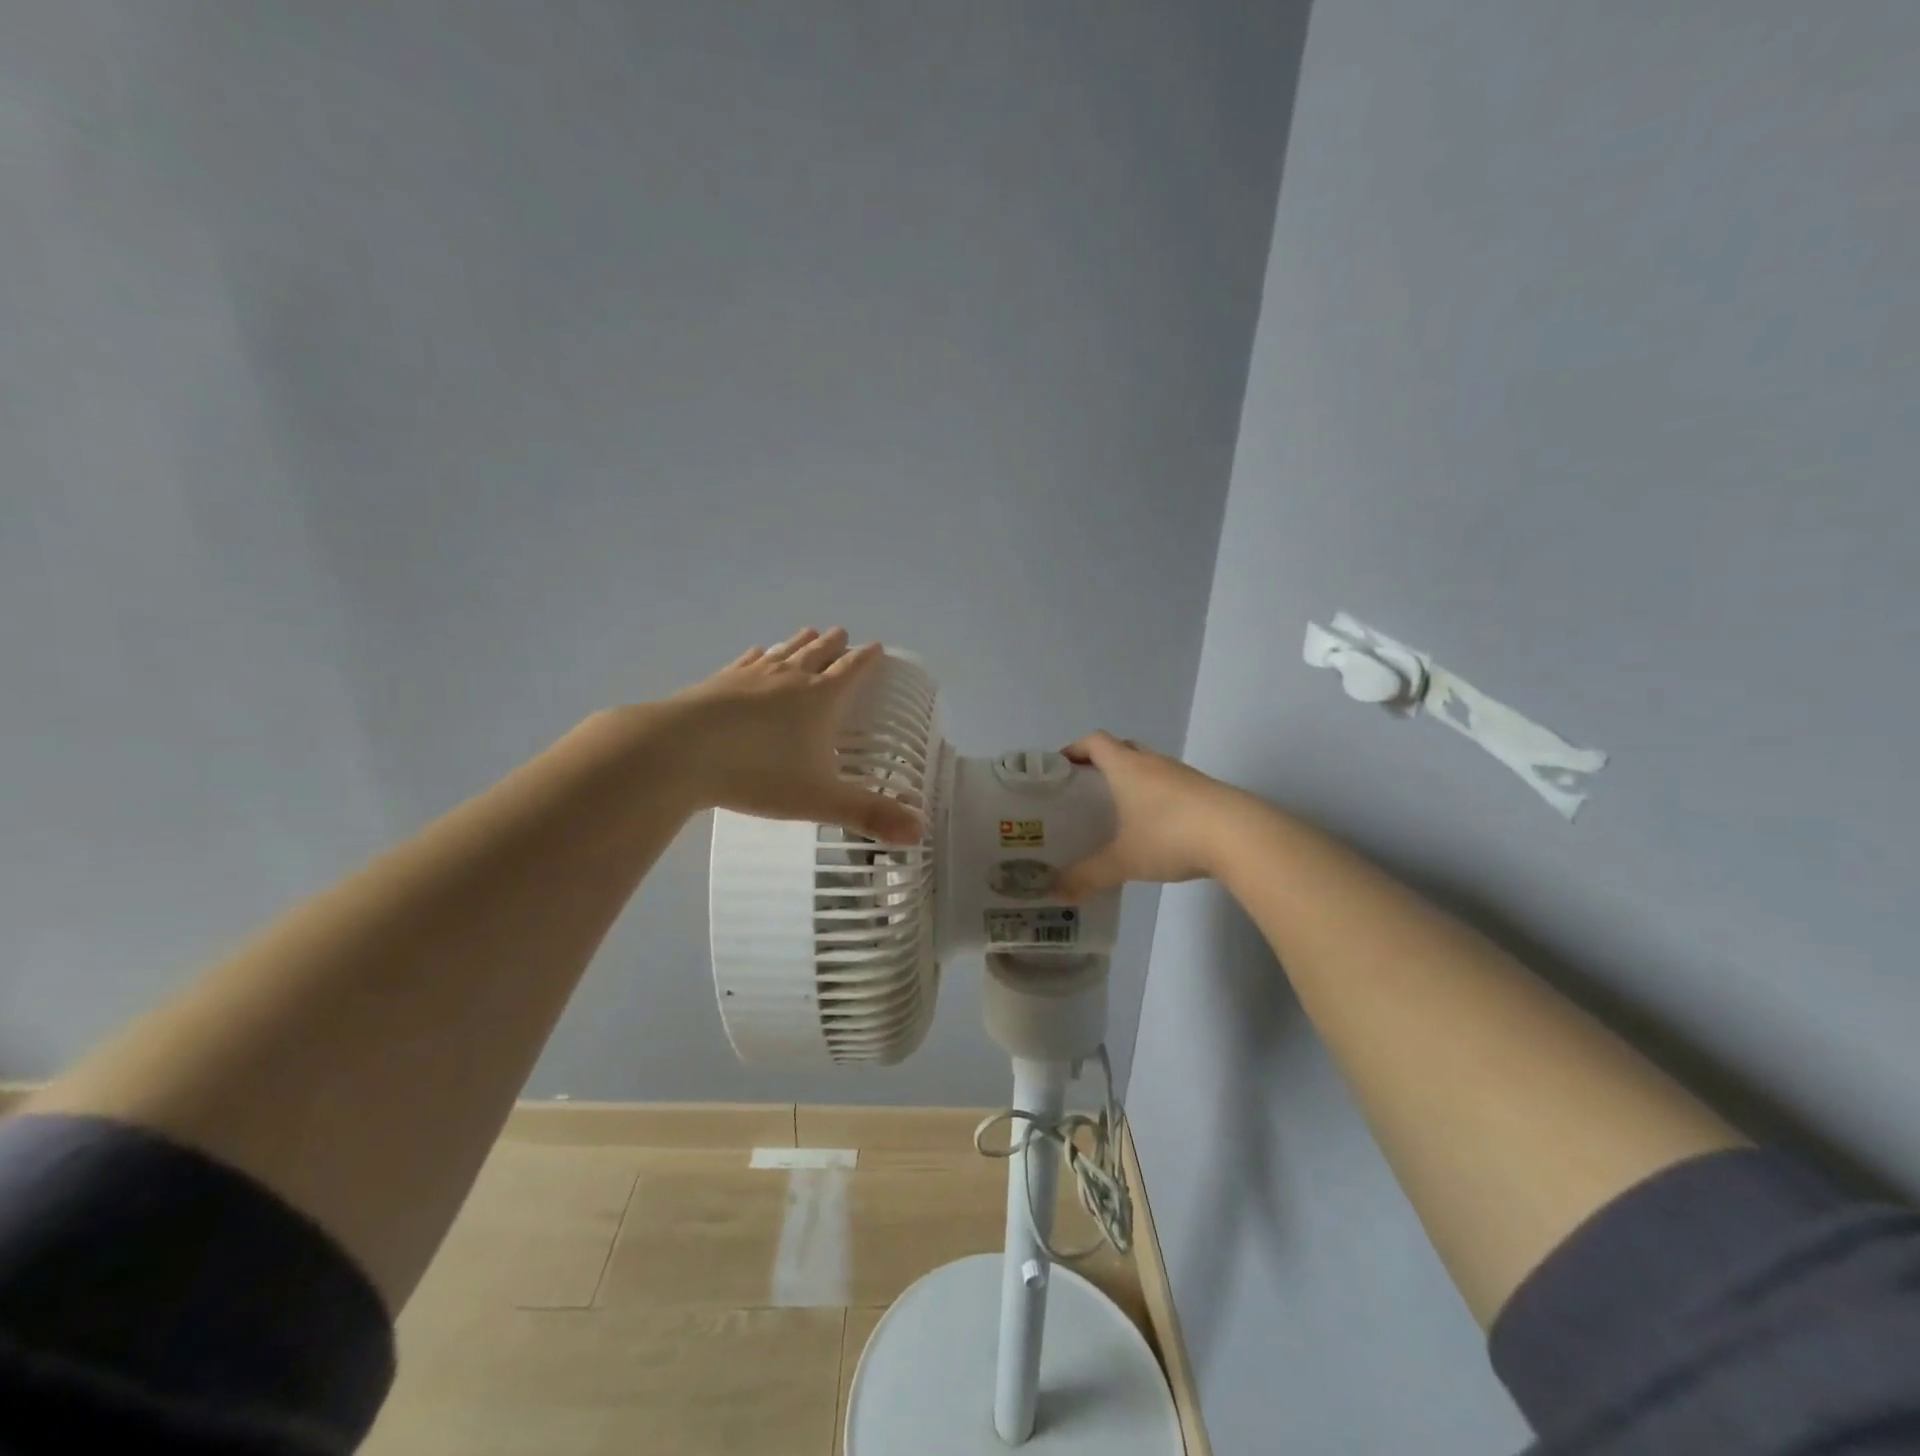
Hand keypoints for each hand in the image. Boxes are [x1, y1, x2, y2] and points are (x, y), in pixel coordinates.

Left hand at [664, 626, 923, 845]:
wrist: (681, 752)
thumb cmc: (760, 773)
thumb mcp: (821, 800)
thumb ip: (869, 815)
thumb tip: (919, 833)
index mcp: (821, 700)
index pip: (852, 671)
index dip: (867, 659)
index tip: (876, 646)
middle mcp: (790, 679)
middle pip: (818, 654)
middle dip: (834, 645)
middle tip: (843, 633)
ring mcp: (751, 677)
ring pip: (783, 653)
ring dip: (800, 643)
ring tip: (810, 631)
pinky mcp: (718, 683)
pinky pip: (746, 662)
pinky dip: (758, 655)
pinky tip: (757, 652)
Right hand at [1053, 731, 1250, 900]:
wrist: (1240, 835)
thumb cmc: (1170, 835)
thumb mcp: (1123, 860)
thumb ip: (1087, 876)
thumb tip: (1055, 892)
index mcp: (1127, 767)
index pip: (1094, 742)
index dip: (1074, 749)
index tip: (1060, 766)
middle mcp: (1153, 763)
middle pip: (1122, 749)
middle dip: (1101, 763)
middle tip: (1086, 789)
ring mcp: (1183, 776)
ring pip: (1149, 768)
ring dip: (1132, 781)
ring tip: (1118, 811)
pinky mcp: (1205, 792)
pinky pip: (1171, 786)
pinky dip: (1156, 798)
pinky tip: (1155, 828)